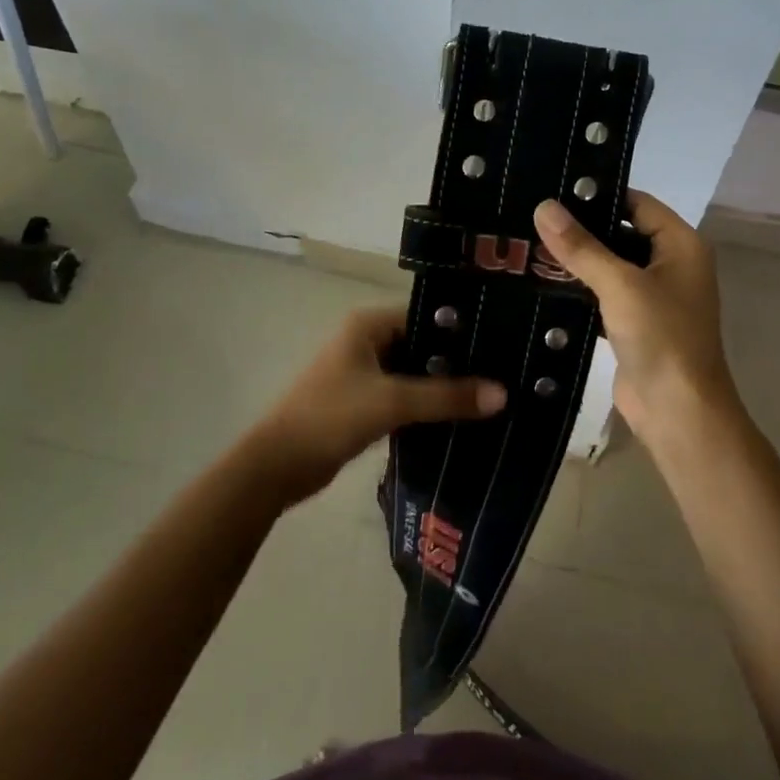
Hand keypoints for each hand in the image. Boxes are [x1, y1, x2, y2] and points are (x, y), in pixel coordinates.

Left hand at [250, 306, 504, 503]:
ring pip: (413, 371)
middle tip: (502, 372)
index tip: (501, 344)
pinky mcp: (362, 400)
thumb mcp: (392, 403)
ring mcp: (362, 371)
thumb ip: (446, 397)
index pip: (426, 314)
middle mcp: (365, 340)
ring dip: (442, 385)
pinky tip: (458, 416)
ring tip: (489, 395)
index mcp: (367, 324)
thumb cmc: (330, 417)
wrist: (276, 466)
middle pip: (422, 343)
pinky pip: (403, 394)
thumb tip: (503, 394)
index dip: (462, 329)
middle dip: (456, 360)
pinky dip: (425, 403)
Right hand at [533, 191, 739, 451]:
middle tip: (531, 215)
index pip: (637, 203)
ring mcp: (653, 297)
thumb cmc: (661, 337)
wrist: (678, 413)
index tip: (554, 189)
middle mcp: (670, 265)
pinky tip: (542, 281)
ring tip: (528, 243)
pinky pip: (604, 295)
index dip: (599, 194)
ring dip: (577, 260)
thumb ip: (581, 246)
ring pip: (610, 266)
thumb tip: (543, 207)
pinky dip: (580, 289)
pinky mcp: (634, 325)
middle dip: (581, 228)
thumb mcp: (620, 285)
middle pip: (621, 233)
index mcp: (681, 245)